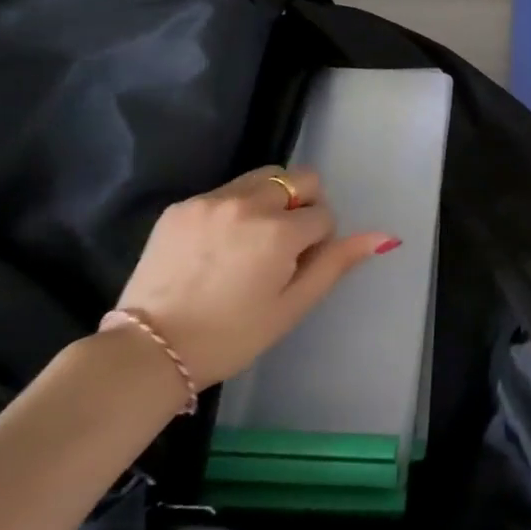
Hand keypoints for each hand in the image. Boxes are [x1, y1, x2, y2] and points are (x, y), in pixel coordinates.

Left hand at [112, 166, 397, 388]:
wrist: (146, 352)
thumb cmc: (229, 337)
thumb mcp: (291, 306)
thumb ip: (337, 263)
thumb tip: (384, 235)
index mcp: (279, 231)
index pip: (324, 214)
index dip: (318, 241)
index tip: (295, 269)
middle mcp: (248, 203)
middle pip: (300, 179)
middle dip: (302, 205)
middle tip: (281, 246)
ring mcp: (211, 200)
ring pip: (264, 177)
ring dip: (271, 200)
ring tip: (250, 242)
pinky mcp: (182, 206)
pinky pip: (225, 191)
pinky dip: (234, 208)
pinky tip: (216, 247)